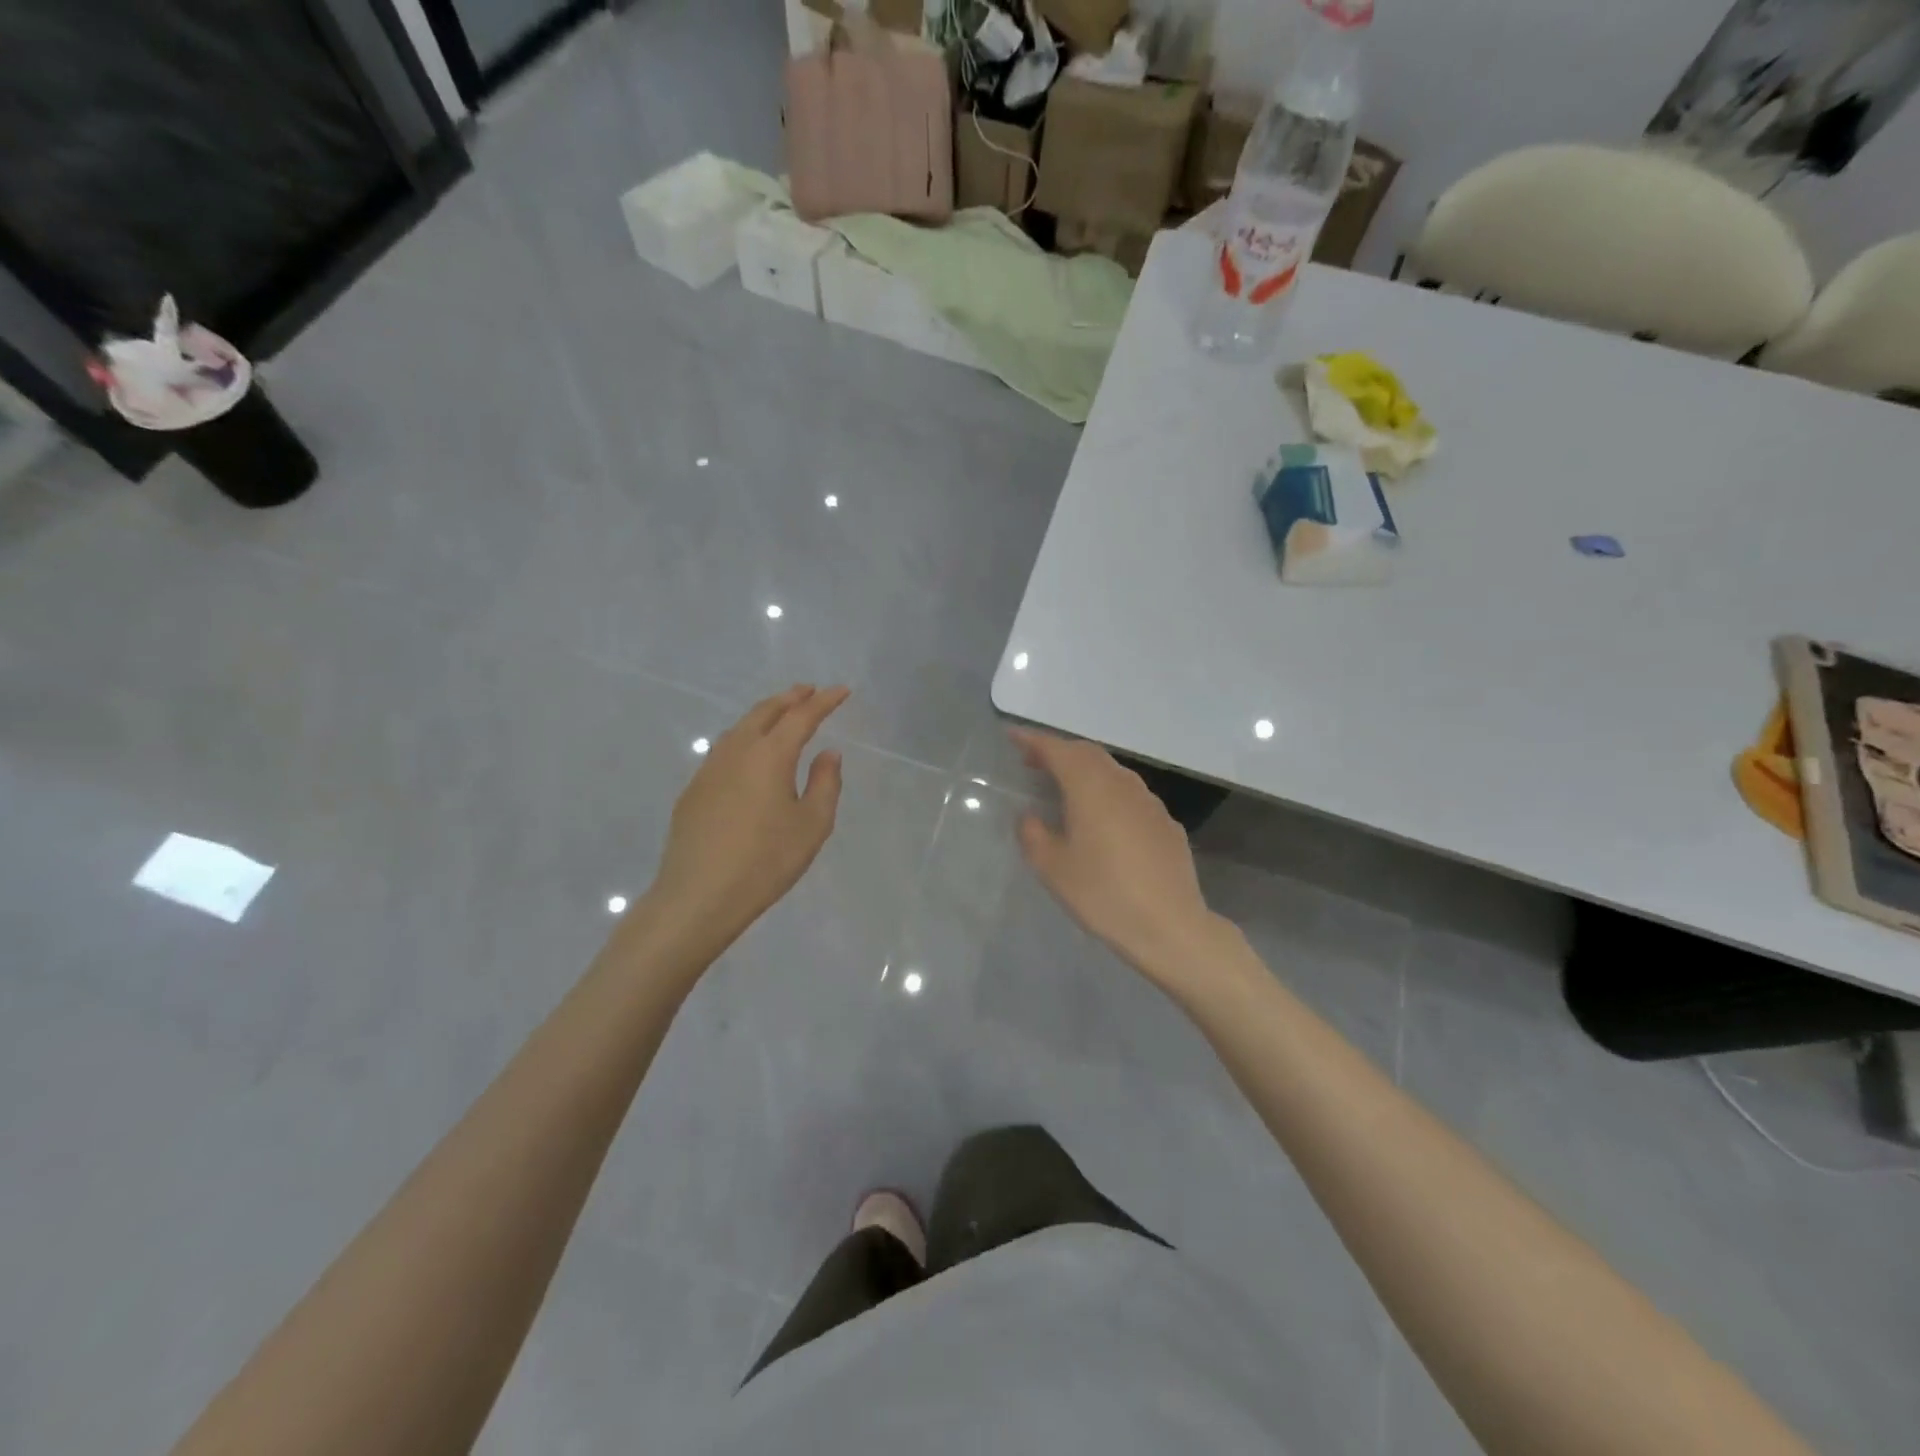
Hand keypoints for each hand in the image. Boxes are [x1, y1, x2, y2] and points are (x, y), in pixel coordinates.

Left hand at [637, 684, 849, 961]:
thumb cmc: (766, 861)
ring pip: (740, 727)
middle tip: (809, 691)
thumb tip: (828, 754)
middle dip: (790, 698)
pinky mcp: (694, 790)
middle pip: (765, 712)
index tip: (842, 691)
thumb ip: (825, 783)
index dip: (824, 701)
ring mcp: (709, 769)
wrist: (699, 895)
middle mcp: (737, 751)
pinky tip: (749, 754)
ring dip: (764, 715)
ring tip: (780, 715)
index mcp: (770, 755)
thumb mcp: (811, 825)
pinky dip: (744, 738)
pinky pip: (724, 749)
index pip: (802, 716)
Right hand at [1013, 729, 1231, 994]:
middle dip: (1059, 752)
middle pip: (1087, 754)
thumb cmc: (1104, 895)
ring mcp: (1149, 802)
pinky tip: (1103, 819)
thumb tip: (1031, 817)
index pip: (1058, 750)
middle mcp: (1121, 784)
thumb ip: (1034, 835)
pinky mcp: (1166, 823)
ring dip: (1085, 771)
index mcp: (1090, 788)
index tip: (1013, 736)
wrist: (1170, 926)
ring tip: (1065, 788)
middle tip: (1034, 762)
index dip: (1033, 740)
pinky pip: (1130, 795)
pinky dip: (1108, 792)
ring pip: (1112, 771)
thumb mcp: (1053, 869)